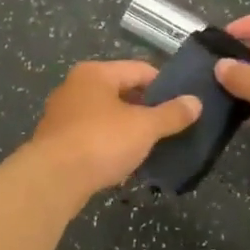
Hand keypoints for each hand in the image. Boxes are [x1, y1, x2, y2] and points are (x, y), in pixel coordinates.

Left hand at [25, 60, 202, 195]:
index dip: (165, 85)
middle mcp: (75, 88)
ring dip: (127, 131)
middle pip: (121, 93)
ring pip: (106, 118)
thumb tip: (196, 102)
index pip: (140, 69)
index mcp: (95, 73)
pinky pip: (92, 138)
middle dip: (146, 110)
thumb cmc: (101, 141)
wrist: (52, 180)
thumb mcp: (144, 127)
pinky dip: (109, 147)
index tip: (185, 104)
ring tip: (152, 147)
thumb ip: (171, 114)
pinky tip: (124, 163)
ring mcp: (62, 116)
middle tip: (171, 128)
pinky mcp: (56, 143)